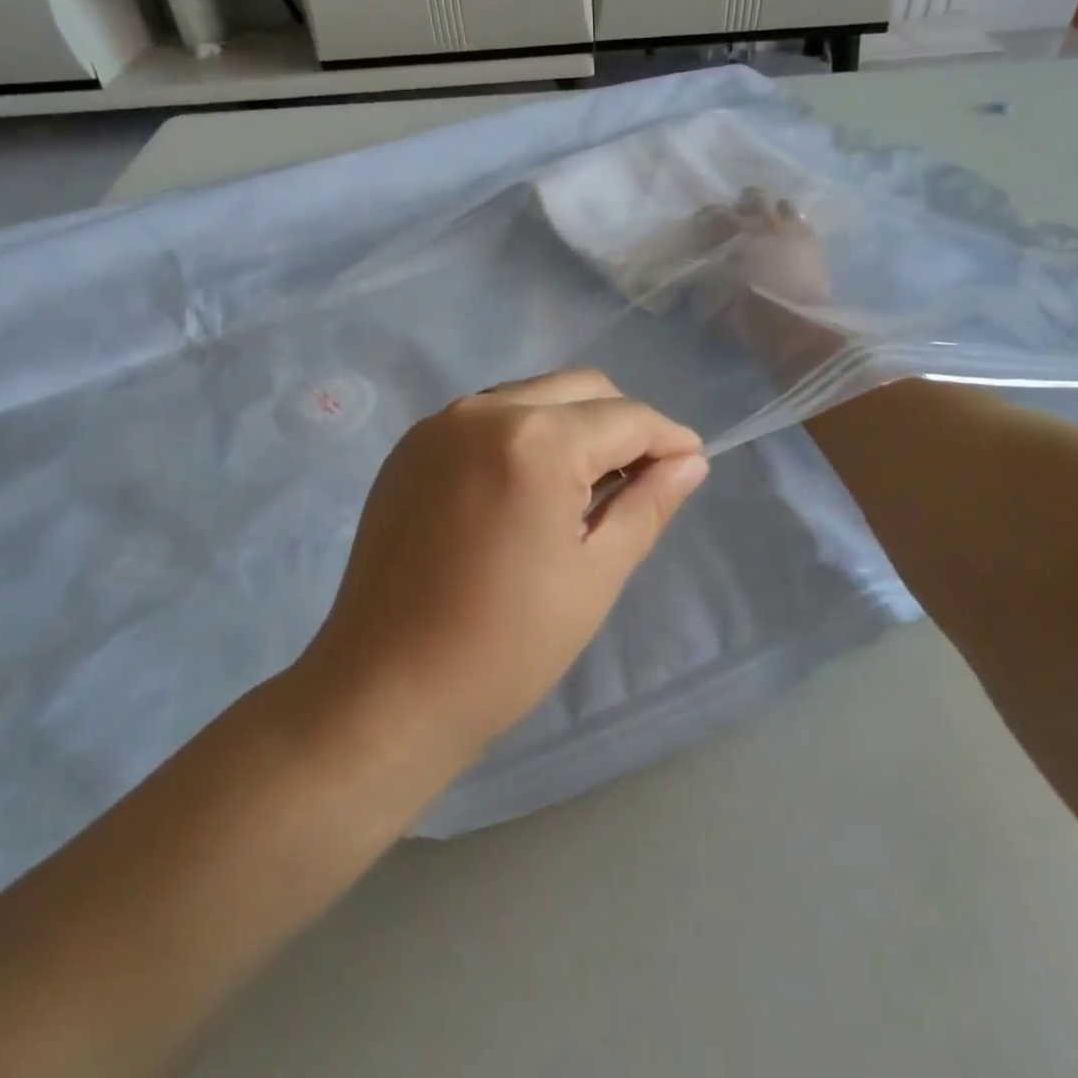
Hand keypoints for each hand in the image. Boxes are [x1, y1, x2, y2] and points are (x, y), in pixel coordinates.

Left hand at [297, 370, 708, 764]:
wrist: (386, 689)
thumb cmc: (506, 646)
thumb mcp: (595, 575)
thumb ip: (647, 505)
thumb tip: (690, 462)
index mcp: (535, 440)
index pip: (626, 417)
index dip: (668, 437)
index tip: (691, 463)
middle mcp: (483, 411)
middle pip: (578, 388)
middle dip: (621, 422)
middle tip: (640, 478)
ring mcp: (438, 425)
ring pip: (530, 396)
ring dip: (570, 424)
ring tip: (583, 487)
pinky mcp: (410, 448)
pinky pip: (485, 418)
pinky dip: (521, 435)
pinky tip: (525, 488)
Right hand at [691, 188, 843, 385]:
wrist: (791, 323)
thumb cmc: (743, 310)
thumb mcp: (707, 301)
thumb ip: (697, 286)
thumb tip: (688, 283)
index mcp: (733, 231)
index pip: (714, 213)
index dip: (705, 218)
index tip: (700, 228)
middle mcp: (764, 222)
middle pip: (754, 196)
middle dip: (745, 205)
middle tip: (738, 221)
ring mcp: (794, 230)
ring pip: (784, 205)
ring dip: (773, 213)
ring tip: (768, 229)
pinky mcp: (816, 245)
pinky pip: (804, 225)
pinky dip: (794, 230)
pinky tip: (790, 243)